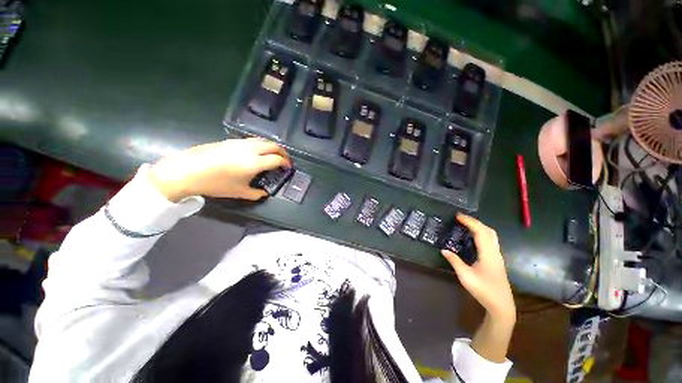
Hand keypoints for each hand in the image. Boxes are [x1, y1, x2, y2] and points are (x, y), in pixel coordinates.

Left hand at [148, 138, 290, 201]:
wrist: (187, 171)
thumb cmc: (215, 184)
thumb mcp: (239, 192)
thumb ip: (256, 193)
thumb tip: (264, 193)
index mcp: (255, 162)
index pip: (277, 159)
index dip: (286, 163)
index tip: (288, 168)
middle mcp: (251, 149)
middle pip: (273, 145)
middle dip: (283, 152)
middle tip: (285, 159)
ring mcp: (240, 143)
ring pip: (263, 140)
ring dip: (272, 147)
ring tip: (273, 155)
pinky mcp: (231, 141)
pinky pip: (252, 140)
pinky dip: (261, 145)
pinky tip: (256, 153)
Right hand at [441, 214, 515, 323]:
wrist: (502, 305)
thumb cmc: (484, 290)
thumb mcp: (465, 276)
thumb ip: (454, 261)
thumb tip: (444, 250)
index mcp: (488, 254)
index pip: (480, 231)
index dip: (469, 222)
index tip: (457, 216)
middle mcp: (494, 252)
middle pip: (488, 230)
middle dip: (474, 221)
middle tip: (460, 218)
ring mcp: (497, 256)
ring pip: (491, 235)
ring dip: (479, 227)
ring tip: (465, 225)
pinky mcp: (496, 260)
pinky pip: (490, 240)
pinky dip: (481, 233)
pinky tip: (473, 237)